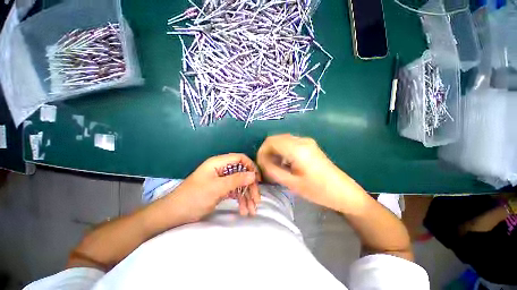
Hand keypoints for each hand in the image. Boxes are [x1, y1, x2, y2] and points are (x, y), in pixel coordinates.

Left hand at [165, 153, 260, 221]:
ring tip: (251, 210)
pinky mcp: (221, 189)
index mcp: (219, 163)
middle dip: (250, 187)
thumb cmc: (194, 197)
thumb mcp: (217, 188)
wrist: (175, 213)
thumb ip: (236, 180)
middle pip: (242, 173)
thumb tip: (253, 175)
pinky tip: (243, 210)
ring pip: (239, 184)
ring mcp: (222, 180)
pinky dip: (240, 200)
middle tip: (257, 201)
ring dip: (246, 196)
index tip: (257, 179)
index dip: (251, 167)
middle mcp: (222, 169)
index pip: (240, 159)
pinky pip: (234, 192)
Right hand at [257, 134, 362, 209]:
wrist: (344, 192)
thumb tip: (262, 163)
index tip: (259, 164)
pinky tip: (283, 163)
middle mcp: (301, 140)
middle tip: (265, 167)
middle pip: (275, 139)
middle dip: (267, 151)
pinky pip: (289, 143)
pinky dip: (282, 151)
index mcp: (297, 149)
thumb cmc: (319, 191)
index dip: (261, 151)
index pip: (271, 141)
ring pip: (282, 140)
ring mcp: (306, 141)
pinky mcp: (309, 145)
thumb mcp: (292, 184)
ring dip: (274, 151)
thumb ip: (273, 171)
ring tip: (273, 166)